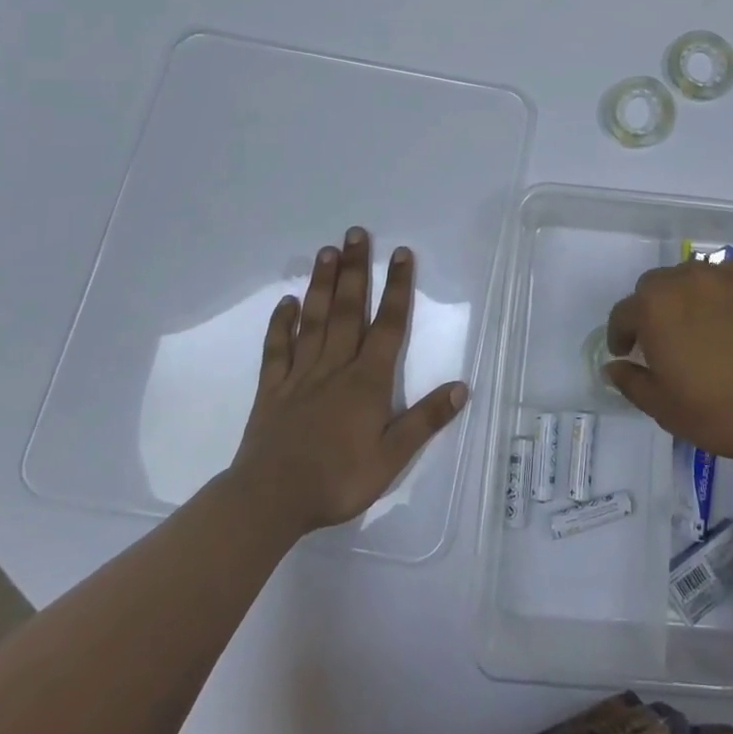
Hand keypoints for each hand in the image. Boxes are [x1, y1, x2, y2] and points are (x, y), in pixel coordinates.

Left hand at [229, 228, 467, 536]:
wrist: (270, 501)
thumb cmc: (337, 480)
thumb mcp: (391, 458)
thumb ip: (425, 420)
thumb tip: (462, 386)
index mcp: (367, 381)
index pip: (388, 326)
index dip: (397, 288)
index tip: (401, 253)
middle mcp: (335, 367)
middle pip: (349, 310)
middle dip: (356, 270)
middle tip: (357, 233)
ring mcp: (300, 375)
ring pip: (314, 321)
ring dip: (322, 285)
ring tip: (327, 251)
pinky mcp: (272, 389)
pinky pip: (277, 349)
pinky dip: (281, 323)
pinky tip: (286, 302)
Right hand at [602, 259, 732, 463]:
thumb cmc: (723, 411)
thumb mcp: (666, 408)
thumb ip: (632, 383)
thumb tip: (613, 367)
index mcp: (654, 308)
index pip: (623, 313)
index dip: (620, 334)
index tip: (626, 353)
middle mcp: (684, 279)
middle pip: (654, 286)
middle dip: (651, 310)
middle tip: (662, 341)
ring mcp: (724, 275)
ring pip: (690, 277)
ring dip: (685, 298)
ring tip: (699, 328)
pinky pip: (726, 279)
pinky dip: (720, 294)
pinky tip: (732, 321)